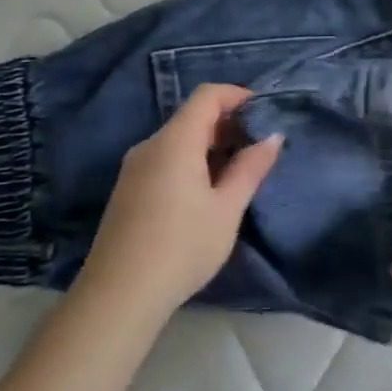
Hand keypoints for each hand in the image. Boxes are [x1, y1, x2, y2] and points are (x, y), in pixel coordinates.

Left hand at [81, 84, 282, 313]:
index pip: (207, 96)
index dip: (237, 95)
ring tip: (239, 171)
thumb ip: (250, 168)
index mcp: (175, 142)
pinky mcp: (128, 190)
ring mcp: (134, 168)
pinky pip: (165, 160)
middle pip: (192, 116)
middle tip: (259, 147)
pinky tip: (208, 192)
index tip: (264, 113)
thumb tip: (272, 136)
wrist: (119, 295)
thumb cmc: (182, 246)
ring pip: (178, 140)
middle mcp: (150, 146)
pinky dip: (192, 162)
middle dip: (228, 123)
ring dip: (211, 145)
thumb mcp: (227, 208)